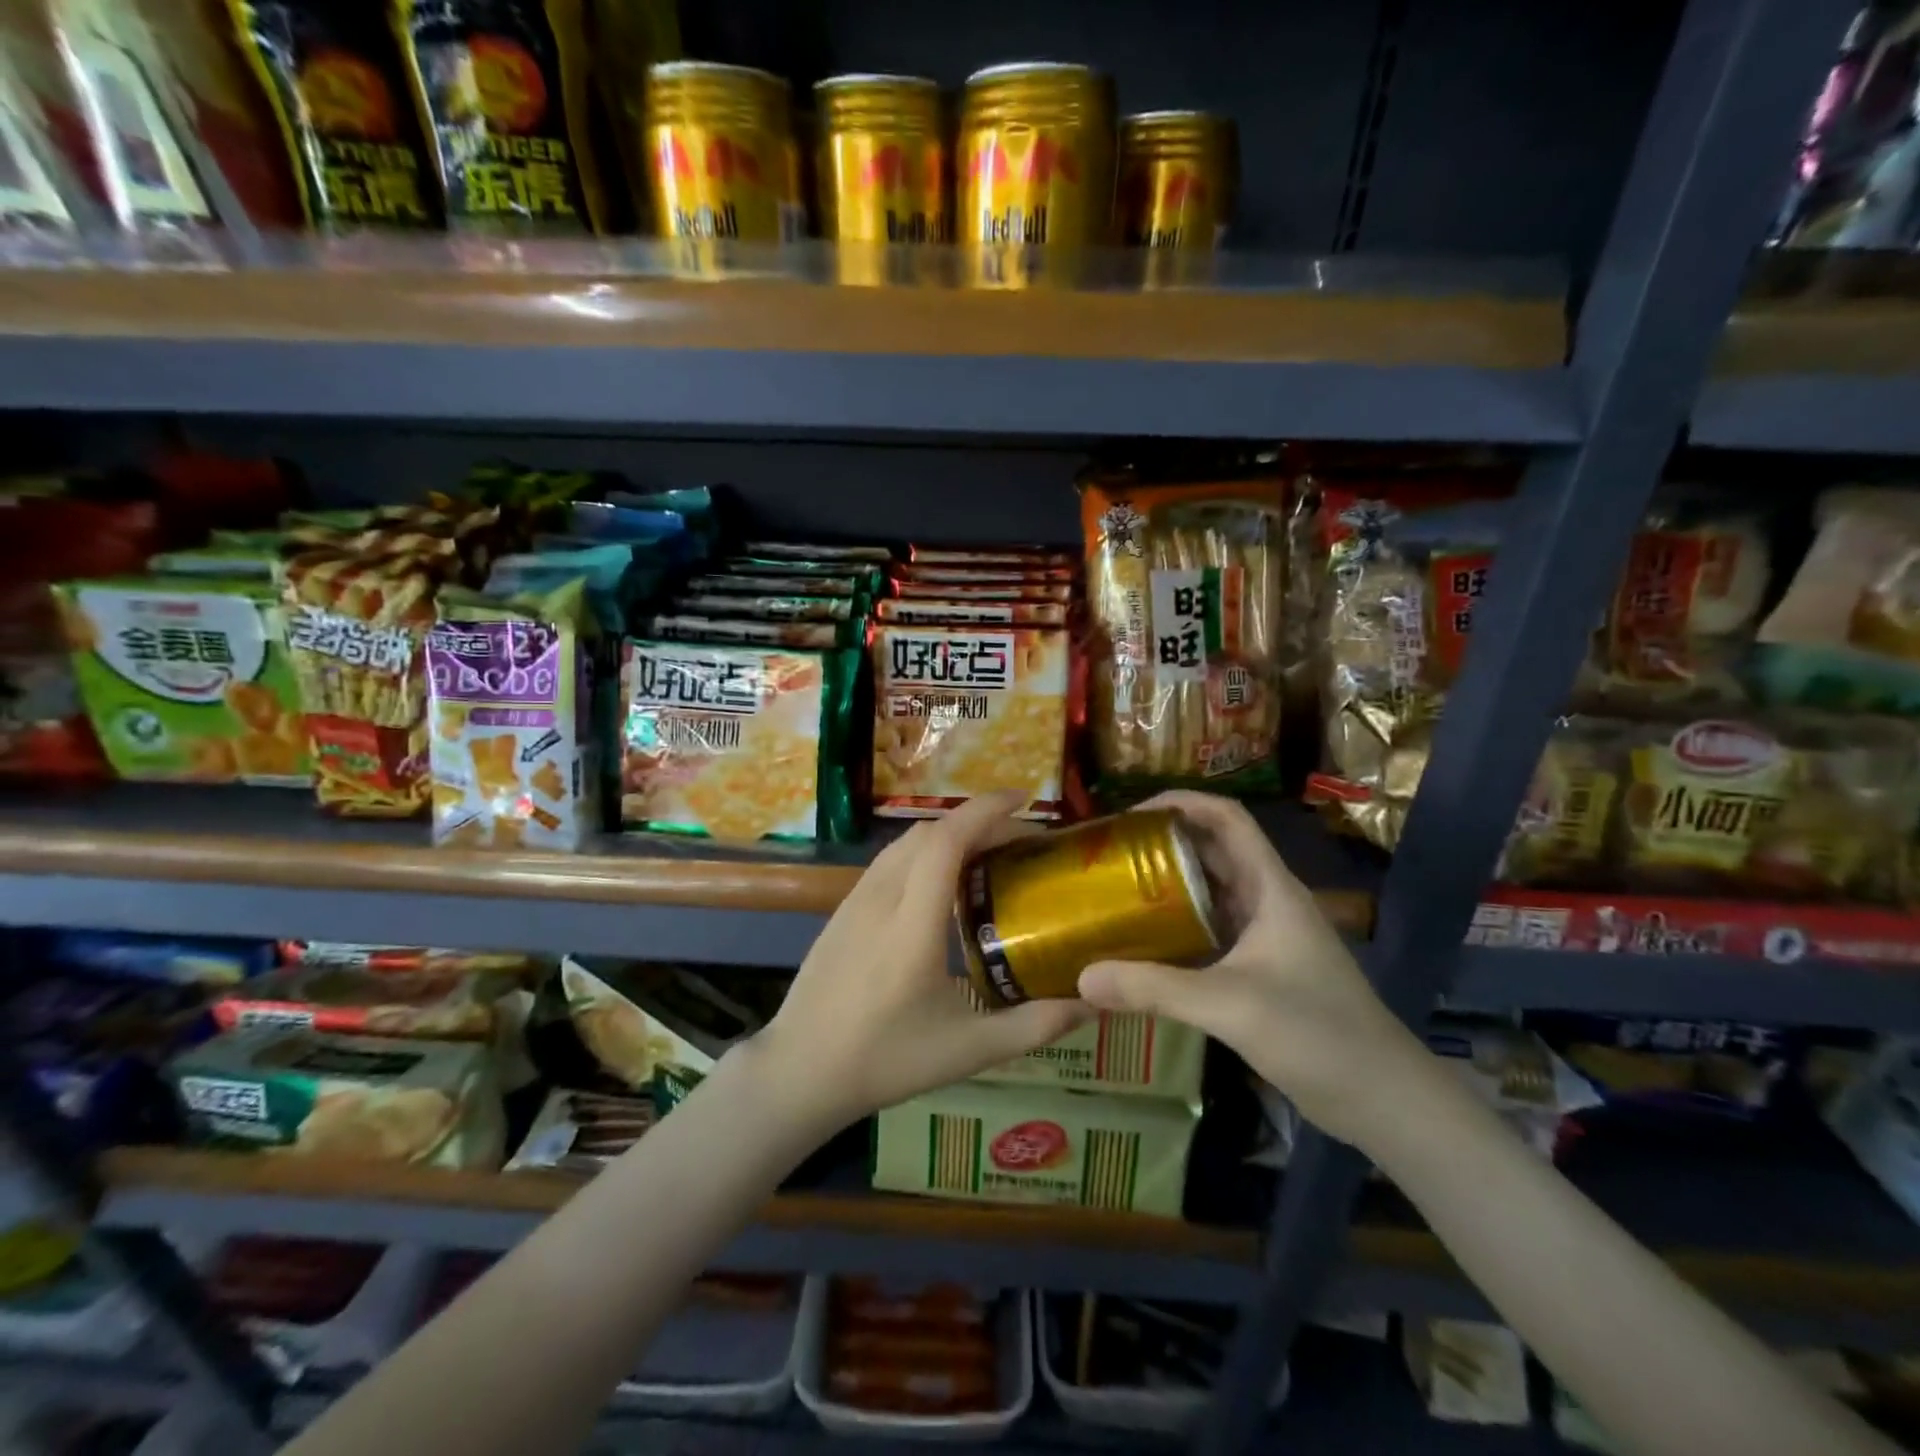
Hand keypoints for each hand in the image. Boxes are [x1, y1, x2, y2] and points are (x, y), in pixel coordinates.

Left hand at [754, 791, 1090, 1134]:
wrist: (799, 1070)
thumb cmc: (886, 1061)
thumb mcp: (969, 1051)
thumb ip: (1035, 1025)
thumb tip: (1092, 1002)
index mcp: (912, 925)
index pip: (946, 842)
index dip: (985, 810)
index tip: (1023, 800)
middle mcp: (881, 898)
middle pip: (929, 832)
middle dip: (977, 822)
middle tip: (1018, 842)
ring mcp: (855, 899)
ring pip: (906, 842)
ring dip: (949, 834)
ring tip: (986, 856)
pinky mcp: (843, 908)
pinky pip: (889, 861)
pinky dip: (924, 852)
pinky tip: (941, 883)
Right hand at [1077, 791, 1428, 1148]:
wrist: (1384, 1099)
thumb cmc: (1317, 1034)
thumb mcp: (1230, 1005)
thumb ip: (1154, 989)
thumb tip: (1082, 976)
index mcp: (1271, 887)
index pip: (1227, 818)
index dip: (1181, 803)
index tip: (1129, 816)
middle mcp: (1267, 901)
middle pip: (1211, 852)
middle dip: (1162, 845)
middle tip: (1107, 857)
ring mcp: (1265, 937)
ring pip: (1208, 895)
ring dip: (1166, 888)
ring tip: (1113, 894)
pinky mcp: (1260, 970)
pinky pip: (1209, 934)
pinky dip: (1175, 931)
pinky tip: (1140, 947)